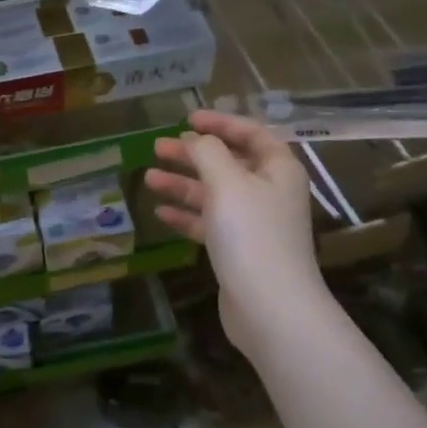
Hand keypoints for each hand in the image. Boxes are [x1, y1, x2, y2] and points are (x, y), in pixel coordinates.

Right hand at [144, 109, 319, 344]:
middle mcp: (269, 192)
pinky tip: (161, 214)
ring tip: (148, 178)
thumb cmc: (251, 234)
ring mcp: (254, 223)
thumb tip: (195, 139)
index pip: (250, 133)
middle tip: (157, 147)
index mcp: (277, 169)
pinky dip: (186, 215)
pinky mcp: (239, 251)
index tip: (187, 119)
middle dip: (192, 154)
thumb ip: (207, 152)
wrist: (271, 308)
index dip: (220, 123)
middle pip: (228, 163)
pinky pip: (209, 223)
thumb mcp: (227, 181)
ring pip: (214, 194)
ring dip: (183, 184)